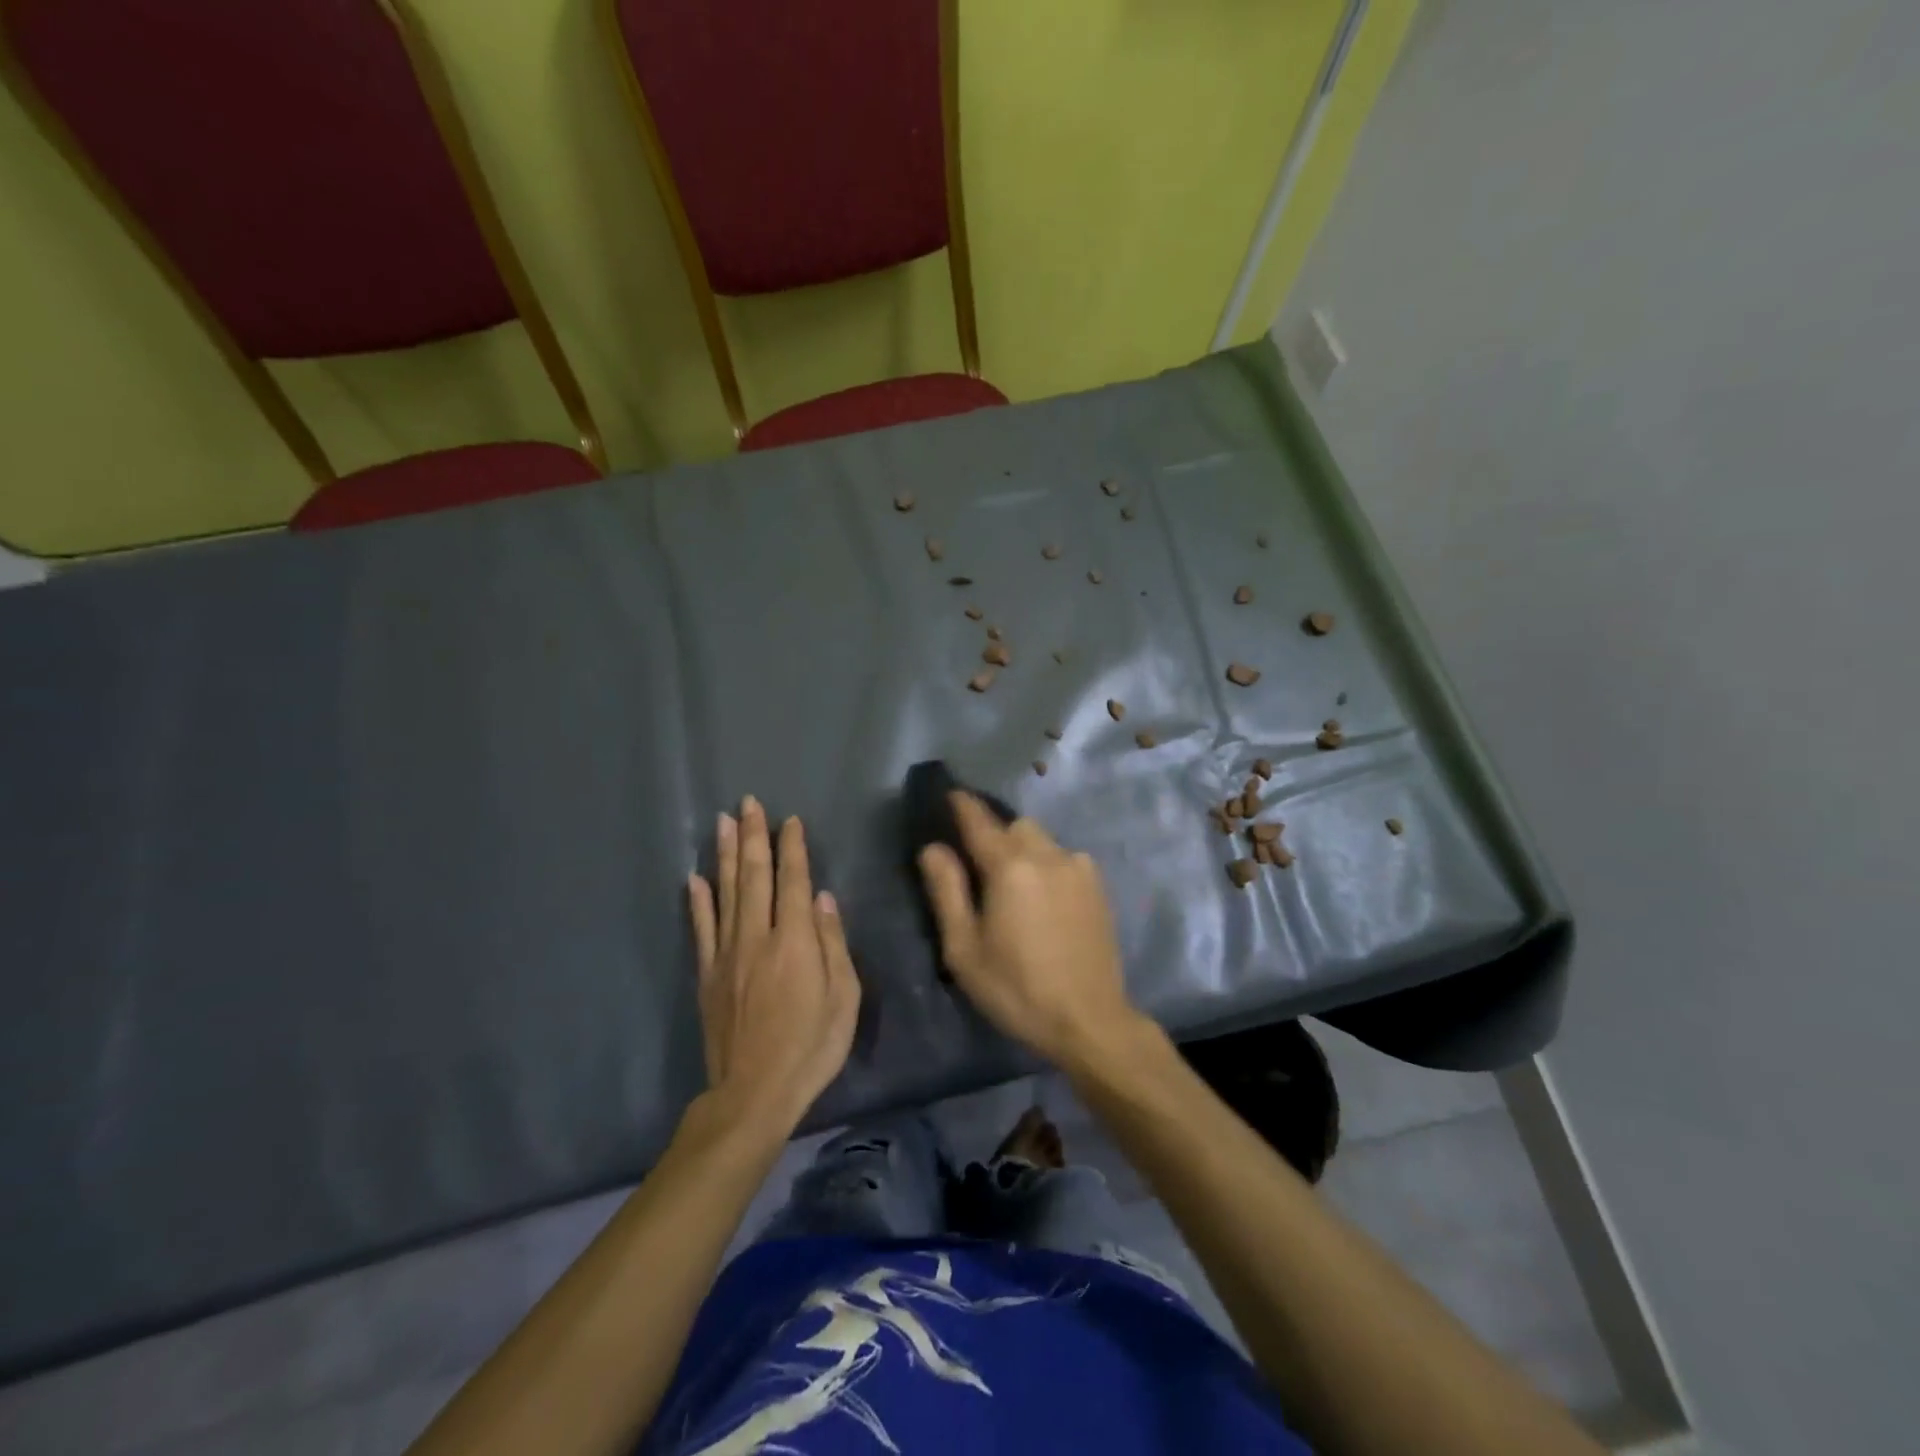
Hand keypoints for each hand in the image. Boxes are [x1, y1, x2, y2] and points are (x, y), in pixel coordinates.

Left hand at [688, 797, 859, 1135]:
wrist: (753, 1093)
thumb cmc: (811, 1047)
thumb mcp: (844, 999)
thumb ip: (834, 943)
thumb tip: (824, 898)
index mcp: (795, 941)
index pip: (793, 881)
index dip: (792, 848)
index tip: (791, 820)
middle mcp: (757, 937)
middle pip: (754, 876)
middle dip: (753, 837)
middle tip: (749, 803)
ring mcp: (727, 954)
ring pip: (725, 893)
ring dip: (724, 855)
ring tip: (722, 822)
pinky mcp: (707, 974)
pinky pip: (701, 928)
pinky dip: (697, 901)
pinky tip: (693, 877)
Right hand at [917, 792, 1144, 1071]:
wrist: (1090, 1021)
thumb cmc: (1016, 989)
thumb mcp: (965, 949)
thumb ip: (947, 891)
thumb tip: (932, 848)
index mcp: (1010, 867)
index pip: (980, 821)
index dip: (962, 805)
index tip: (951, 794)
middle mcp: (1048, 855)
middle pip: (1015, 826)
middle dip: (995, 833)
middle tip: (979, 862)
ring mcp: (1078, 868)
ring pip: (1042, 840)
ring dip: (1023, 849)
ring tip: (1013, 884)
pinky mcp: (1098, 886)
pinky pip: (1064, 858)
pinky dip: (1047, 864)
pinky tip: (1043, 898)